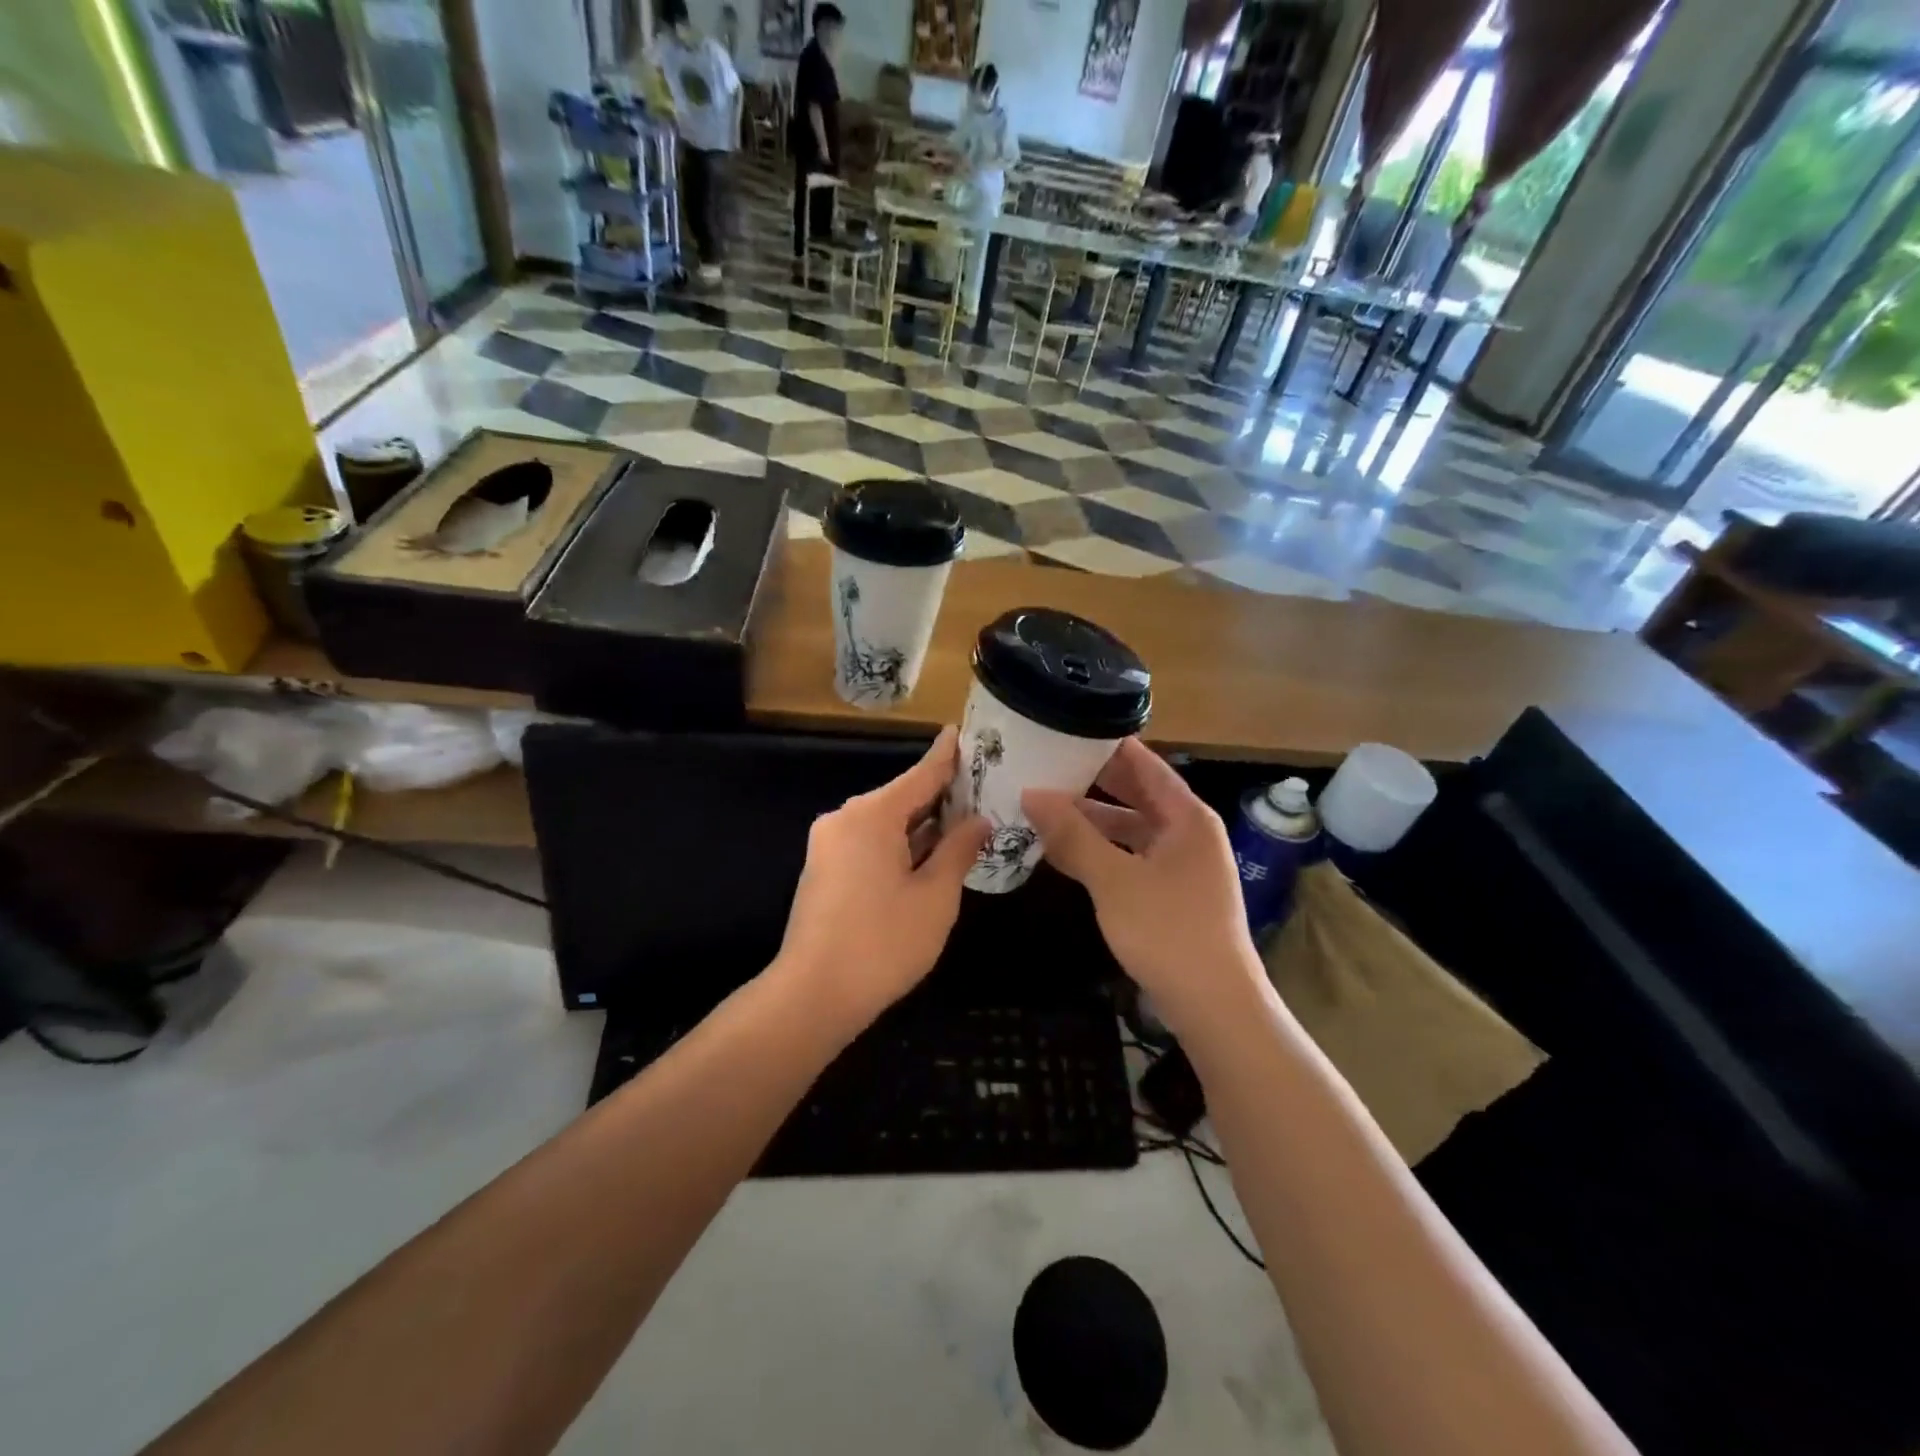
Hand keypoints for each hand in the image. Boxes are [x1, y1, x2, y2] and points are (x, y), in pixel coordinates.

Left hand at [774, 728, 988, 1030]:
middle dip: (941, 796)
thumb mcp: (935, 896)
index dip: (947, 754)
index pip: (921, 773)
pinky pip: (869, 843)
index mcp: (872, 814)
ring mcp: (829, 844)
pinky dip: (900, 845)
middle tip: (982, 789)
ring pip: (886, 823)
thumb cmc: (883, 942)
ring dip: (922, 825)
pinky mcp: (824, 869)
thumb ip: (959, 849)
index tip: (962, 730)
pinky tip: (929, 855)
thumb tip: (979, 819)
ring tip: (965, 822)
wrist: (813, 995)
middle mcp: (846, 818)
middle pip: (902, 797)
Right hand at [1024, 739, 1266, 1036]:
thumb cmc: (1168, 932)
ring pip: (1129, 829)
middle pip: (1135, 794)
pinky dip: (1100, 852)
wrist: (1215, 1006)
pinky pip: (1129, 857)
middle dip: (1090, 782)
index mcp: (1186, 817)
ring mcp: (1180, 864)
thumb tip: (1031, 794)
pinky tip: (1062, 852)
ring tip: (1042, 807)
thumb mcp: (1114, 880)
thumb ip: (1073, 835)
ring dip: (1090, 821)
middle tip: (1043, 765)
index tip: (1064, 729)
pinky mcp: (1170, 893)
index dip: (1105, 745)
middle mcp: (1187, 832)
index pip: (1143, 763)